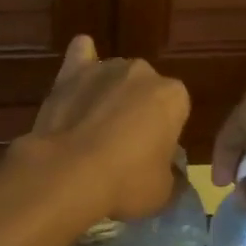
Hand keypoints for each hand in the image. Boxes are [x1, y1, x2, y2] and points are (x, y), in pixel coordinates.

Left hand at [18, 36, 190, 222]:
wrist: (68, 172)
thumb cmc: (126, 181)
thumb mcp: (164, 191)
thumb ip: (172, 174)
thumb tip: (170, 171)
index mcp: (173, 96)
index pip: (177, 109)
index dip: (165, 132)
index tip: (152, 154)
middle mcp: (143, 72)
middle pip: (146, 89)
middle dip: (138, 109)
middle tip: (123, 145)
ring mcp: (105, 67)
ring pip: (115, 76)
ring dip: (110, 93)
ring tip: (94, 127)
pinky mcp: (71, 71)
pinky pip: (81, 54)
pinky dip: (82, 62)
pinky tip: (79, 79)